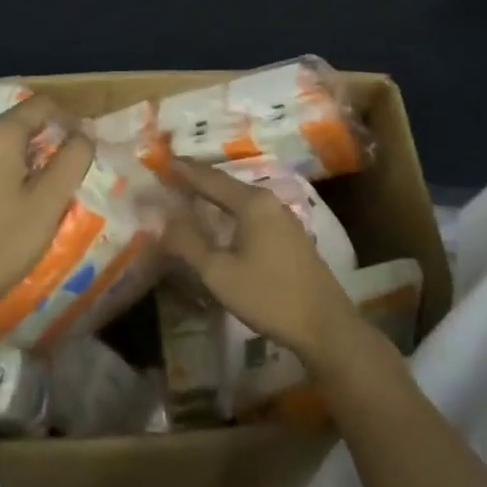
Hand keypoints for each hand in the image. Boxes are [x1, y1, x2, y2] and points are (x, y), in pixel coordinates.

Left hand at [0, 94, 94, 329]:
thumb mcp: (49, 202)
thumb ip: (73, 158)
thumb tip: (85, 132)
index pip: (43, 105)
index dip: (68, 121)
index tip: (80, 150)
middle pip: (16, 123)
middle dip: (41, 143)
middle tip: (56, 179)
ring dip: (13, 158)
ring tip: (25, 194)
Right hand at [161, 158, 363, 370]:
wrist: (325, 326)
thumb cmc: (268, 296)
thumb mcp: (219, 273)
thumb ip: (188, 244)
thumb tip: (162, 221)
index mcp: (251, 202)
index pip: (209, 178)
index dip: (183, 170)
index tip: (161, 160)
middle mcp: (269, 201)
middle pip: (226, 184)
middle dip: (198, 180)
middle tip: (171, 176)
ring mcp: (284, 217)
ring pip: (241, 199)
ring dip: (215, 196)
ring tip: (190, 195)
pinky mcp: (291, 235)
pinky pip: (252, 213)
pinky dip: (231, 210)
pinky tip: (222, 222)